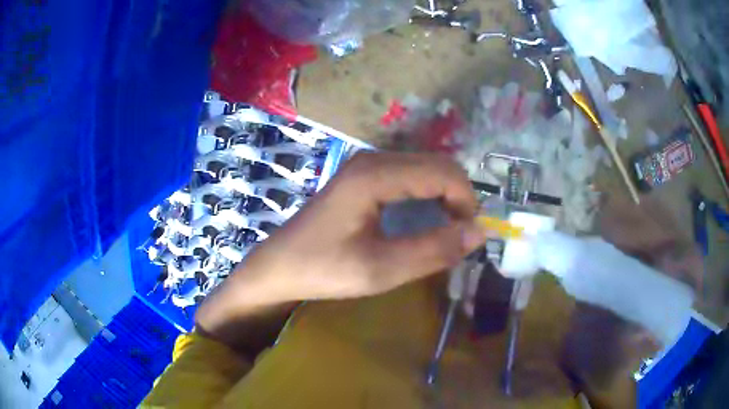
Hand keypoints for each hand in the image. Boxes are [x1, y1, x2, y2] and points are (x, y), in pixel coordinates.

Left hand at [196, 152, 485, 337]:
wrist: (278, 267)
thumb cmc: (323, 269)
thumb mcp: (381, 269)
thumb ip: (433, 250)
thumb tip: (479, 233)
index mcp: (376, 175)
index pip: (443, 172)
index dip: (466, 201)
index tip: (469, 236)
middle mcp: (373, 160)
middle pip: (436, 165)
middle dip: (459, 197)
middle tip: (460, 236)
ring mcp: (366, 166)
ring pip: (424, 169)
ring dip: (445, 196)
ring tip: (447, 230)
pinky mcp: (362, 177)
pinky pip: (408, 176)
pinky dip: (427, 195)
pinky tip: (424, 220)